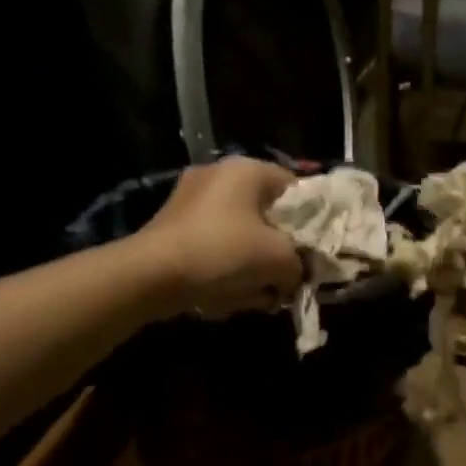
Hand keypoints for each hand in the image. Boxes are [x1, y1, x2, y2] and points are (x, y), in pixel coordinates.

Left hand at [138, 157, 303, 317]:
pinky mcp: (174, 226)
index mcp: (248, 170)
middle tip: (286, 277)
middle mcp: (219, 176)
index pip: (298, 189)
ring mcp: (192, 200)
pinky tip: (228, 295)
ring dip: (253, 265)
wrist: (151, 276)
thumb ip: (301, 263)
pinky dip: (226, 268)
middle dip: (279, 250)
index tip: (315, 252)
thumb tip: (297, 273)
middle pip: (268, 215)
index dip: (312, 222)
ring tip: (258, 294)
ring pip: (242, 234)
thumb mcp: (279, 260)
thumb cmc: (223, 253)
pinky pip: (216, 245)